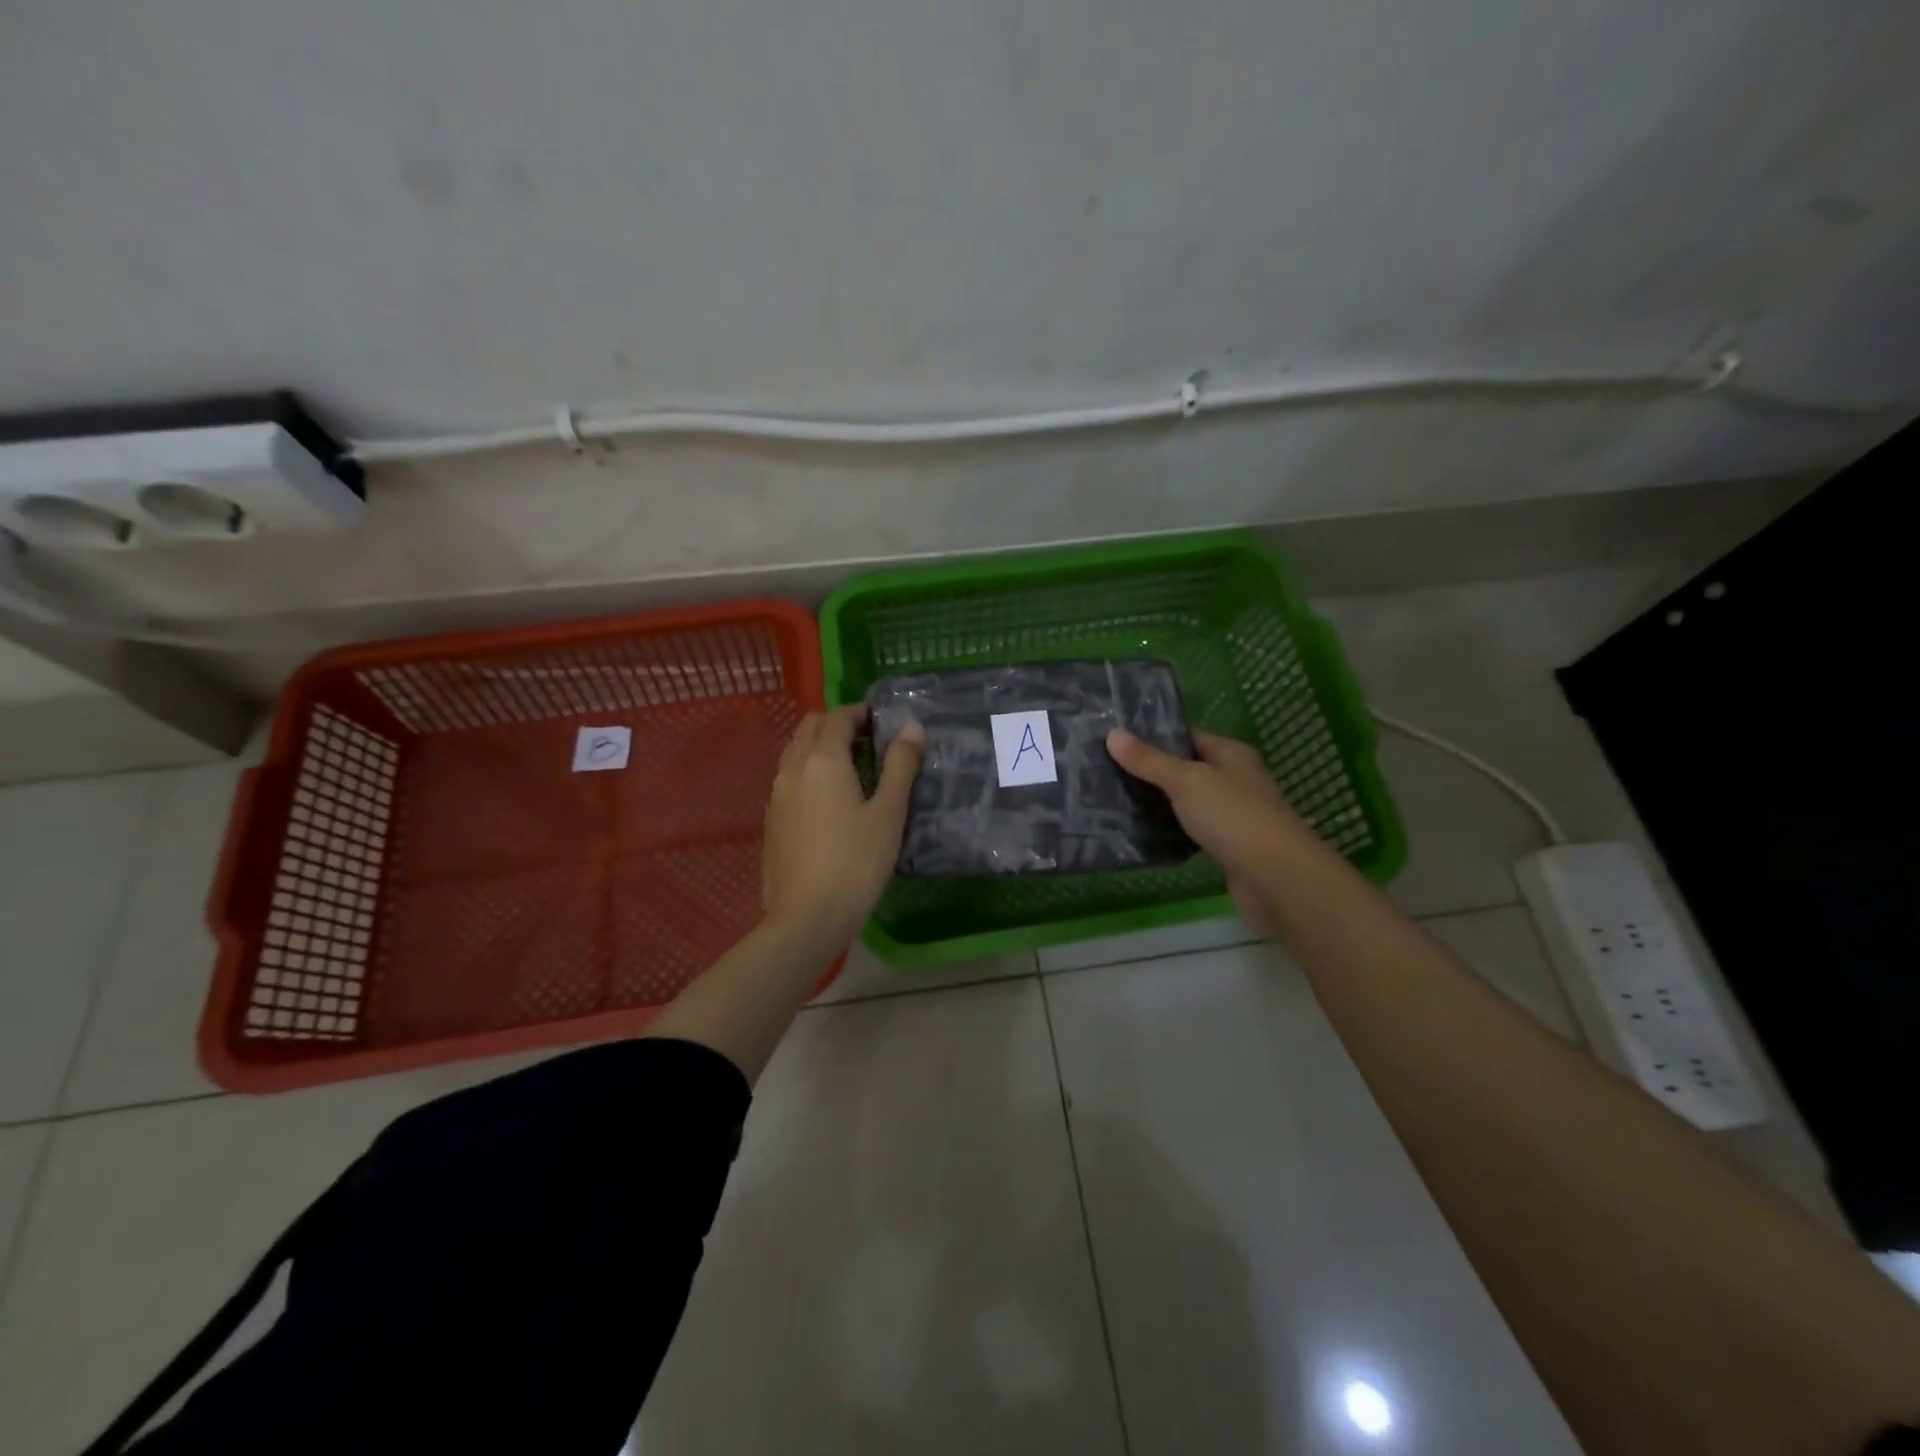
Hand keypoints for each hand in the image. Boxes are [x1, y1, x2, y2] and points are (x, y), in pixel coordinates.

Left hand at [762, 705, 923, 948]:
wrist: (807, 917)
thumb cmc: (856, 863)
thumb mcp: (888, 813)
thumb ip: (901, 765)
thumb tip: (912, 726)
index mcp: (822, 760)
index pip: (838, 717)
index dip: (861, 713)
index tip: (883, 722)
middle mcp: (793, 768)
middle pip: (810, 727)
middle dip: (838, 724)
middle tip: (869, 741)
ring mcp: (776, 794)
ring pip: (795, 750)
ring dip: (820, 745)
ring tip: (850, 767)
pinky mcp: (772, 819)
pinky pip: (788, 776)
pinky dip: (808, 769)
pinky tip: (829, 798)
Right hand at [1106, 728, 1318, 935]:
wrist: (1276, 878)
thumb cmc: (1233, 816)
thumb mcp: (1186, 781)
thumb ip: (1149, 760)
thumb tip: (1113, 733)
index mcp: (1231, 754)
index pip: (1187, 736)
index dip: (1154, 736)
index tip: (1115, 741)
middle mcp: (1235, 779)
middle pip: (1187, 769)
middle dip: (1152, 771)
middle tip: (1107, 772)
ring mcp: (1234, 814)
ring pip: (1189, 801)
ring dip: (1161, 803)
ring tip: (1116, 800)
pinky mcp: (1229, 847)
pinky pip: (1193, 830)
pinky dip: (1172, 830)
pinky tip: (1144, 833)